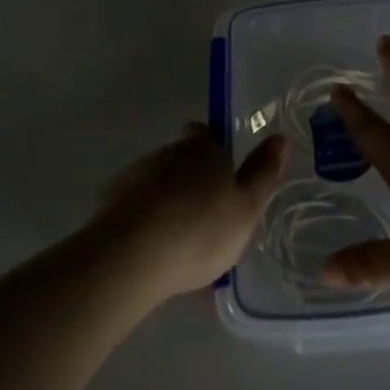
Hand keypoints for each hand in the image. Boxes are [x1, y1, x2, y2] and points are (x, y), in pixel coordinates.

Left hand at [93, 125, 286, 300]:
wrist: (131, 256)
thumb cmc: (201, 230)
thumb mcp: (247, 207)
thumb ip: (263, 173)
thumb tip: (279, 137)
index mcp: (204, 149)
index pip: (205, 133)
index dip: (212, 147)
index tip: (220, 170)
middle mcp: (168, 153)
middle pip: (181, 157)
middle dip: (190, 178)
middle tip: (205, 213)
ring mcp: (135, 176)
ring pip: (157, 182)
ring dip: (167, 201)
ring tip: (178, 239)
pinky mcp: (110, 203)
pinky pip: (135, 207)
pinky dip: (145, 221)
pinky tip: (152, 250)